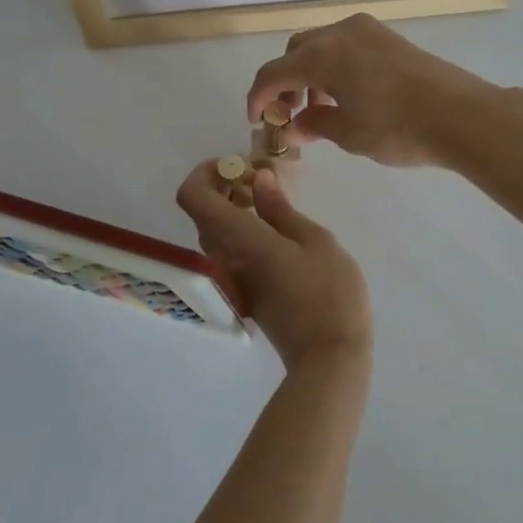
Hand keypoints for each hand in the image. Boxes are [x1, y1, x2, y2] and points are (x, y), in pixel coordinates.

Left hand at [175, 159, 371, 370]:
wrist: (329, 358)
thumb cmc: (329, 292)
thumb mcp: (315, 241)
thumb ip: (281, 209)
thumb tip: (259, 179)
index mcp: (239, 238)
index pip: (193, 198)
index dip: (204, 173)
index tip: (236, 165)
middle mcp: (224, 258)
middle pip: (202, 213)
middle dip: (223, 187)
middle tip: (260, 180)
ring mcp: (231, 279)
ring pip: (214, 233)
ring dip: (233, 210)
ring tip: (272, 203)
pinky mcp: (243, 293)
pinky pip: (228, 252)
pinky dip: (241, 232)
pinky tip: (275, 232)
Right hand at [246, 14, 497, 167]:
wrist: (460, 114)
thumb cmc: (396, 126)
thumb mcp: (348, 133)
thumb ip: (314, 125)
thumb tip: (295, 126)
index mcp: (321, 55)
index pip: (273, 72)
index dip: (258, 97)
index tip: (257, 120)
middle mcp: (339, 33)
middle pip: (296, 51)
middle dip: (285, 81)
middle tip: (290, 113)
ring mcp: (367, 31)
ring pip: (322, 46)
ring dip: (310, 73)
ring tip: (321, 108)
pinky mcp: (389, 38)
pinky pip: (346, 46)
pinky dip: (335, 66)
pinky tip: (348, 95)